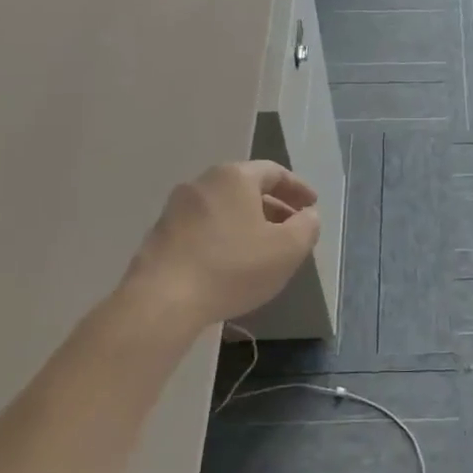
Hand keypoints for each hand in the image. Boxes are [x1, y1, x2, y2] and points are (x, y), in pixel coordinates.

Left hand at [123, 161, 319, 325]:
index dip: (298, 189)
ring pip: (224, 208)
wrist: (162, 300)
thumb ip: (307, 227)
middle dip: (273, 207)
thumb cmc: (233, 267)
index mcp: (235, 177)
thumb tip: (308, 215)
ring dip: (248, 223)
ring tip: (264, 249)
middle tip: (292, 228)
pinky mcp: (160, 235)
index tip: (312, 206)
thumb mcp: (287, 249)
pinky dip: (224, 237)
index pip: (274, 172)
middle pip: (246, 188)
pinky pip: (204, 227)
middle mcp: (203, 183)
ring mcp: (176, 208)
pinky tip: (231, 264)